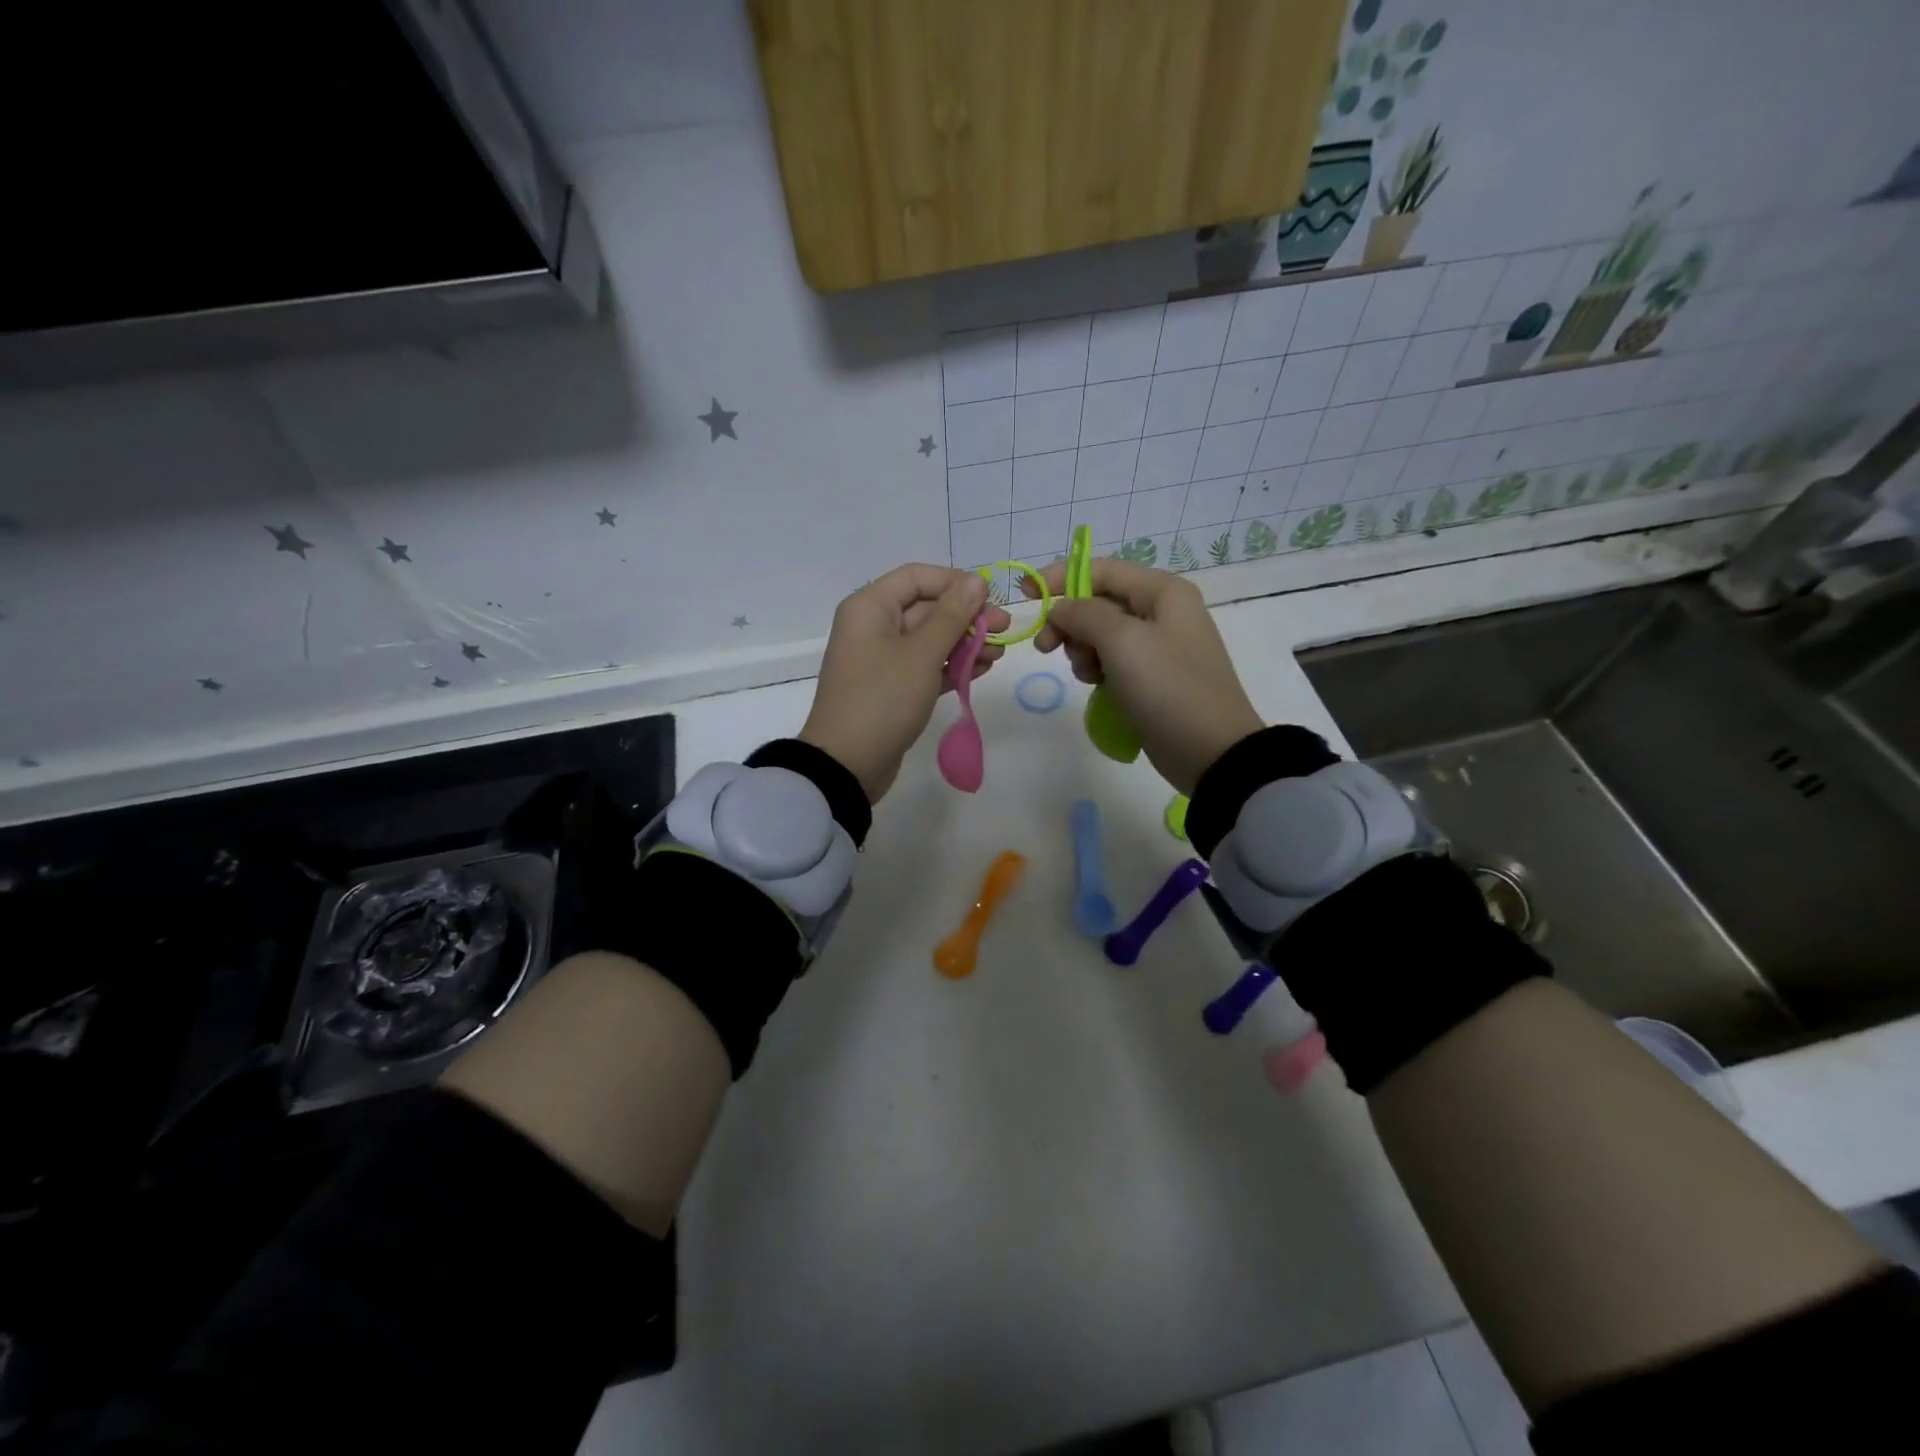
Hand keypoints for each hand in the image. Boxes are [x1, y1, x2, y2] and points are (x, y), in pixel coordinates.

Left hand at [800, 565, 1010, 801]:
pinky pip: (926, 666)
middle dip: (967, 617)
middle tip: (1004, 628)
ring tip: (999, 653)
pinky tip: (983, 669)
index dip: (954, 582)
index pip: (916, 577)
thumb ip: (952, 615)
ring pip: (930, 639)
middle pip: (926, 608)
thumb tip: (976, 580)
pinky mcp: (892, 688)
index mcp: (870, 607)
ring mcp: (882, 659)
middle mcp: (873, 626)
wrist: (848, 763)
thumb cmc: (883, 698)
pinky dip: (952, 666)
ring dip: (965, 643)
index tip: (988, 597)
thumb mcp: (922, 654)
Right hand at [1025, 559, 1260, 794]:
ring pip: (1101, 634)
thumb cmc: (1167, 688)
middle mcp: (1162, 612)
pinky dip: (1098, 669)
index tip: (1024, 593)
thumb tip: (1061, 608)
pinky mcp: (1153, 677)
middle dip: (1070, 622)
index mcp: (1162, 591)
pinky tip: (1097, 686)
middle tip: (1046, 648)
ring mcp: (1159, 646)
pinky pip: (1113, 661)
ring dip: (1082, 650)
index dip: (1060, 577)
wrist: (1210, 751)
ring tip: (1088, 675)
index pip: (1101, 570)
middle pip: (1098, 602)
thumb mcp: (1122, 642)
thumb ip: (1084, 614)